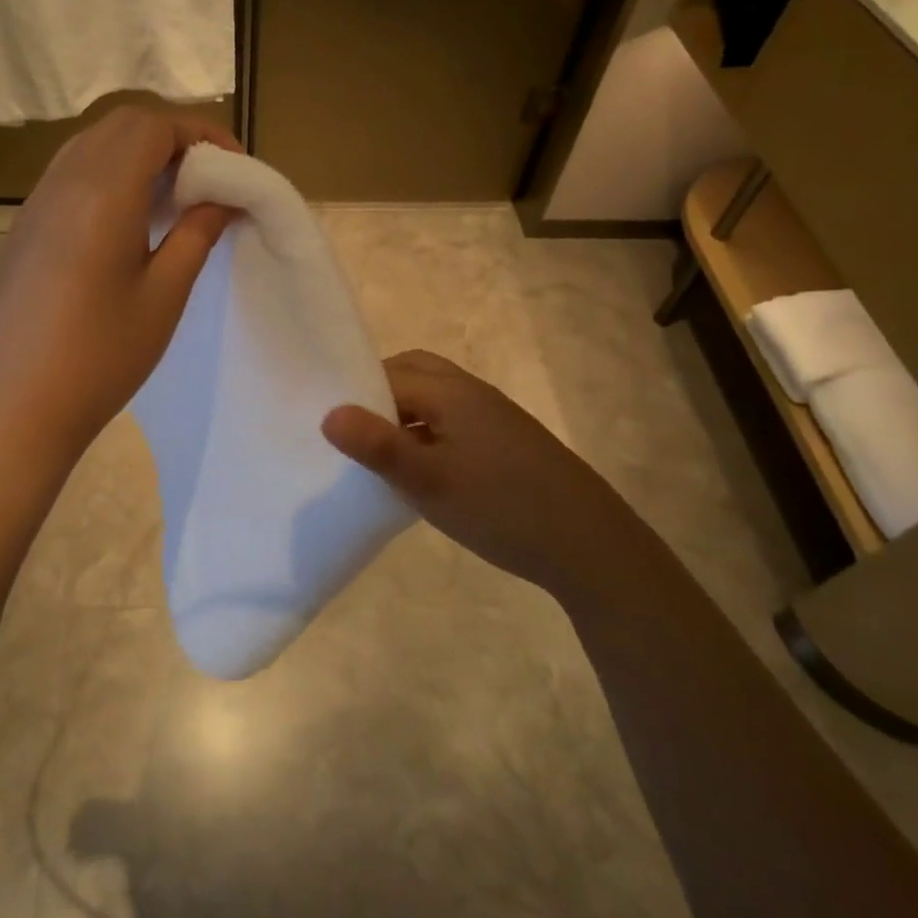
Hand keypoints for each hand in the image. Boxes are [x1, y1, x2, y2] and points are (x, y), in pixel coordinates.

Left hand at [0, 105, 239, 454]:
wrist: (21, 404)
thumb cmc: (103, 356)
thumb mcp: (164, 294)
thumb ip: (197, 233)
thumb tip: (225, 198)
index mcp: (102, 195)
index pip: (153, 126)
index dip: (200, 133)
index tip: (234, 166)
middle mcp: (64, 182)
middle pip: (122, 124)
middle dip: (172, 136)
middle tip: (208, 176)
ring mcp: (37, 201)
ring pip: (93, 142)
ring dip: (139, 151)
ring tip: (174, 193)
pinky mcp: (25, 224)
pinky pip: (71, 171)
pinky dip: (110, 170)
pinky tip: (129, 215)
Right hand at [321, 350, 634, 595]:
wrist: (590, 545)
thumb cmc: (500, 507)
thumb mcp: (429, 481)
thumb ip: (378, 446)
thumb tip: (328, 412)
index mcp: (451, 391)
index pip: (388, 374)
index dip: (355, 392)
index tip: (329, 422)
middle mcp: (473, 391)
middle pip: (415, 372)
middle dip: (380, 392)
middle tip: (355, 430)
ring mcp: (496, 415)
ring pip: (437, 397)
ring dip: (407, 412)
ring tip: (384, 452)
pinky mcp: (509, 441)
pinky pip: (456, 419)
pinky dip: (430, 430)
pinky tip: (426, 469)